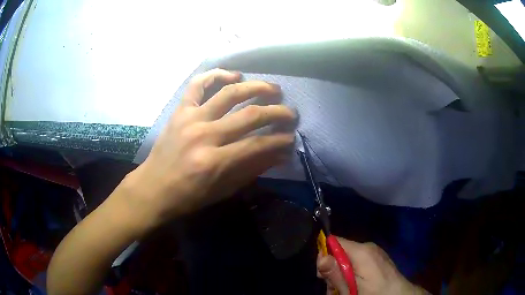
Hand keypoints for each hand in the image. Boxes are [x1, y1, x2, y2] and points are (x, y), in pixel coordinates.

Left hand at [120, 69, 295, 229]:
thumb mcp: (223, 190)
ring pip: (229, 93)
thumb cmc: (188, 196)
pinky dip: (216, 74)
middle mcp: (204, 135)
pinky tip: (234, 75)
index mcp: (214, 162)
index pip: (258, 144)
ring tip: (273, 89)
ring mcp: (190, 118)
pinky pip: (198, 84)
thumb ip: (252, 170)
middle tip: (290, 113)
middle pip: (250, 115)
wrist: (153, 188)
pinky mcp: (180, 110)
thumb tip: (280, 155)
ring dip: (256, 88)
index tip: (291, 137)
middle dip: (277, 112)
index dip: (280, 139)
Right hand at [317, 237, 429, 294]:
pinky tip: (354, 286)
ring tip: (345, 291)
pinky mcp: (377, 258)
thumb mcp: (351, 288)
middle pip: (340, 252)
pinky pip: (358, 262)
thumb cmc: (374, 292)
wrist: (399, 294)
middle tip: (335, 289)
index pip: (334, 241)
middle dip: (333, 270)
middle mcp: (367, 247)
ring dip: (342, 275)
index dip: (325, 256)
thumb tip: (320, 257)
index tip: (323, 274)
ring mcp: (374, 252)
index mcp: (361, 251)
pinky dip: (352, 273)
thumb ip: (336, 273)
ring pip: (348, 259)